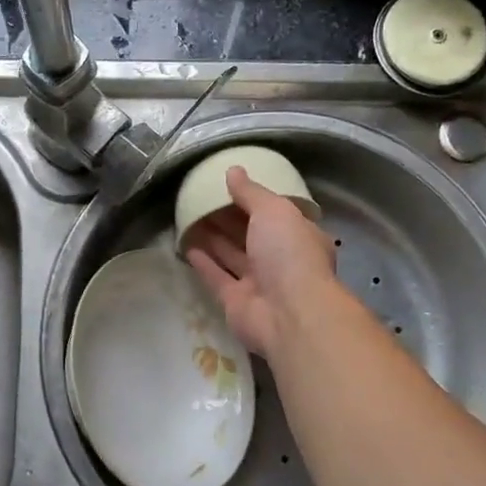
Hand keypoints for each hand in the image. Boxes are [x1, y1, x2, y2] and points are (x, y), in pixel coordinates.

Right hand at [183, 166, 338, 355]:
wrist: (289, 314)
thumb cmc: (290, 254)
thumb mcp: (274, 210)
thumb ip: (251, 192)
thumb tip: (233, 171)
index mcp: (299, 236)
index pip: (276, 213)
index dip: (254, 199)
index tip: (229, 185)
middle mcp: (281, 260)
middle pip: (251, 234)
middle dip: (229, 218)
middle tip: (201, 198)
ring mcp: (259, 283)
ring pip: (232, 255)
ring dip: (213, 238)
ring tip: (189, 217)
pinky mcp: (236, 302)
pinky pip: (217, 277)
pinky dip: (204, 262)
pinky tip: (186, 245)